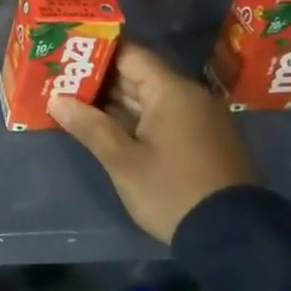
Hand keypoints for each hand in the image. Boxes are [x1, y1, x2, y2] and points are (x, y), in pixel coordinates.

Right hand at [48, 43, 260, 243]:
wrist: (234, 239)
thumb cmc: (172, 191)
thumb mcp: (123, 161)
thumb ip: (89, 126)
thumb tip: (56, 100)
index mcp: (173, 92)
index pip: (129, 54)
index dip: (95, 51)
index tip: (65, 53)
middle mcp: (190, 98)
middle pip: (137, 75)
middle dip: (98, 78)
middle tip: (59, 78)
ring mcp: (198, 121)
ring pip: (148, 98)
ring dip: (113, 101)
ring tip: (72, 100)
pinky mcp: (201, 142)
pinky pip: (161, 117)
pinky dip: (132, 118)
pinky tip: (103, 125)